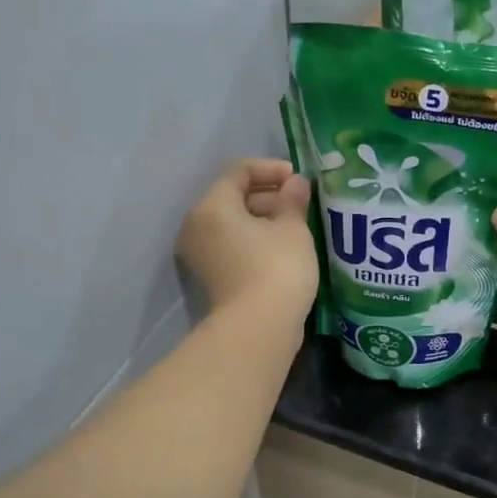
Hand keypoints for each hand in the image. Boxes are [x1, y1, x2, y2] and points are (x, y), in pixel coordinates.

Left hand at [176, 159, 317, 316]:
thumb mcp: (293, 229)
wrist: (258, 329)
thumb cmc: (277, 268)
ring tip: (296, 228)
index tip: (299, 180)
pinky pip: (232, 247)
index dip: (271, 168)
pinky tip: (283, 251)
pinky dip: (255, 242)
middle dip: (268, 196)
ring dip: (263, 221)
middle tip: (300, 205)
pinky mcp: (210, 279)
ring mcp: (200, 255)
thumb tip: (295, 183)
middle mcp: (197, 226)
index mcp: (212, 206)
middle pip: (232, 197)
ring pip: (232, 225)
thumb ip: (293, 200)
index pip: (238, 171)